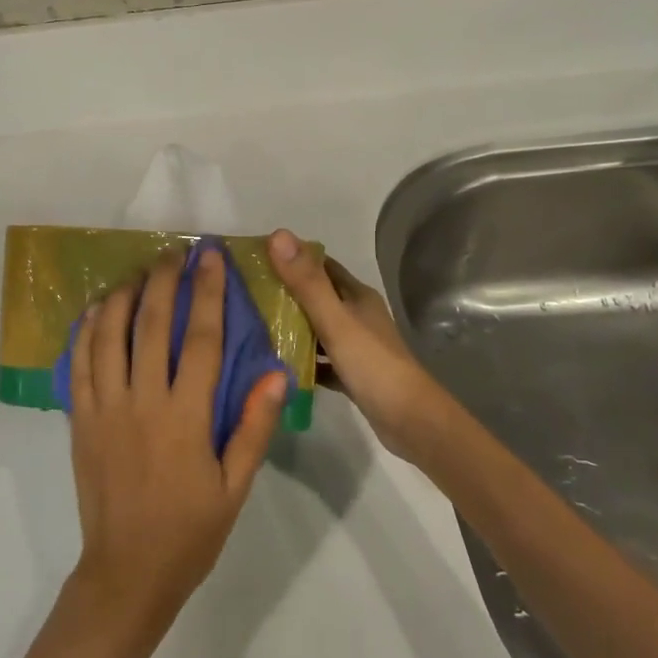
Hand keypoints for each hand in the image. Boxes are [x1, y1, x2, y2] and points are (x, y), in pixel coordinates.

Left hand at [66, 248, 287, 632]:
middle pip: (152, 325)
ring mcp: (105, 408)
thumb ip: (253, 427)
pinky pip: (79, 363)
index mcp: (185, 417)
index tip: (211, 257)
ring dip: (122, 296)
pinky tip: (95, 310)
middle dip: (164, 280)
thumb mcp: (235, 487)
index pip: (200, 338)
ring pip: (108, 335)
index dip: (207, 292)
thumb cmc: (190, 532)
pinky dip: (86, 331)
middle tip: (173, 252)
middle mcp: (142, 402)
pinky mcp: (80, 419)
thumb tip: (277, 373)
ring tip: (137, 273)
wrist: (127, 573)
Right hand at [268, 229, 443, 457]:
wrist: (412, 423)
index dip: (289, 258)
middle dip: (284, 292)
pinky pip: (320, 359)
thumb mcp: (335, 321)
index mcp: (356, 295)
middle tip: (245, 295)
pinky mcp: (352, 373)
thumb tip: (278, 234)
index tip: (255, 259)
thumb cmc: (373, 365)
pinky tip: (277, 365)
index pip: (319, 264)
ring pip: (316, 327)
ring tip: (252, 327)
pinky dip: (301, 359)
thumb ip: (306, 282)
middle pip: (316, 295)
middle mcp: (357, 315)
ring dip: (290, 326)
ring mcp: (356, 345)